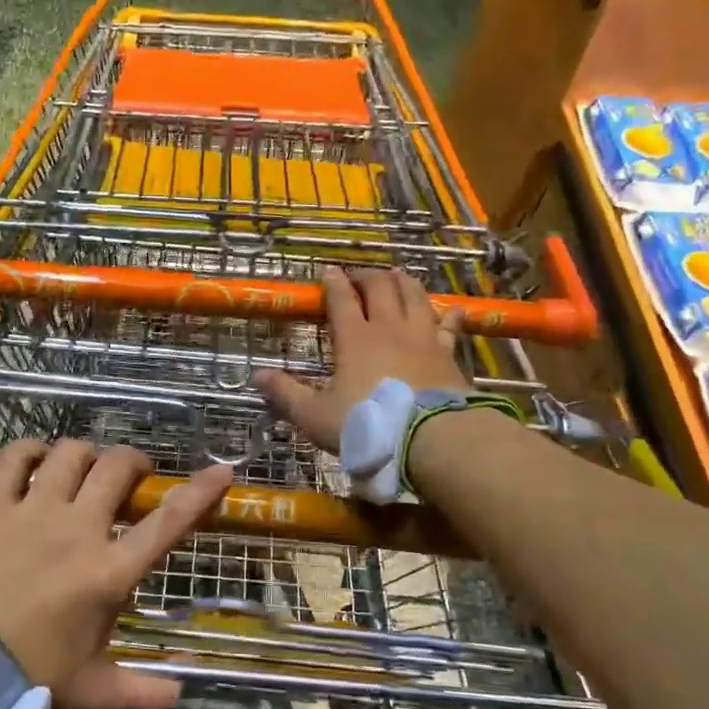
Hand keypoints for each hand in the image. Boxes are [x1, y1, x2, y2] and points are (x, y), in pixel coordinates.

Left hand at [0, 439, 233, 708]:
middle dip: (133, 461)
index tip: (222, 469)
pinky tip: (35, 459)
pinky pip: (14, 460)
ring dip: (84, 454)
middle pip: (116, 468)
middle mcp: (77, 530)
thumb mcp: (93, 692)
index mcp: (109, 573)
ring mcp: (32, 513)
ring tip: (83, 467)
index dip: (199, 492)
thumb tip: (180, 693)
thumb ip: (141, 691)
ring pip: (69, 454)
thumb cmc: (30, 684)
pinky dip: (29, 452)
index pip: (167, 523)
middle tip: (132, 473)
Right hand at [253, 265, 468, 452]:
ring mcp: (423, 338)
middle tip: (358, 276)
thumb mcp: (315, 415)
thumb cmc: (366, 424)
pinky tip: (452, 310)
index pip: (341, 299)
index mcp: (355, 338)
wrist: (430, 438)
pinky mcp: (448, 354)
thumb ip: (286, 393)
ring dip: (404, 283)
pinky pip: (449, 327)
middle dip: (367, 276)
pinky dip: (449, 316)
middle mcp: (389, 328)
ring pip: (415, 297)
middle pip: (380, 288)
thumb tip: (255, 376)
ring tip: (397, 276)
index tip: (327, 270)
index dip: (333, 283)